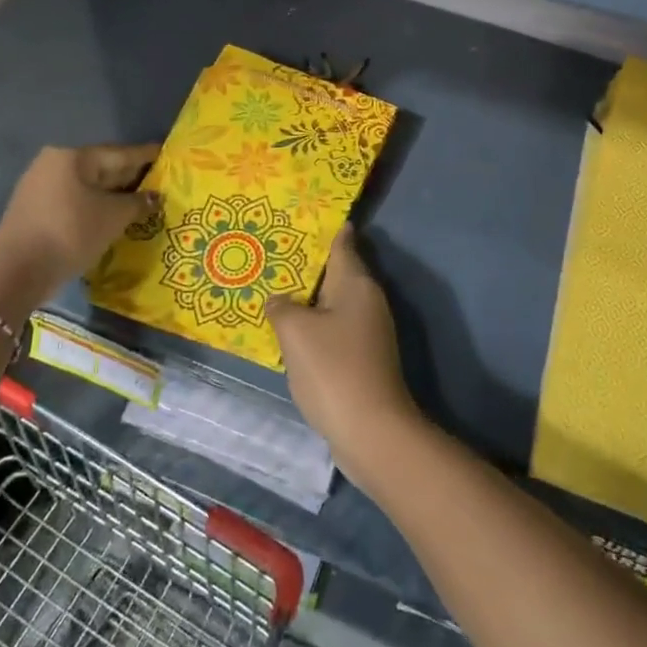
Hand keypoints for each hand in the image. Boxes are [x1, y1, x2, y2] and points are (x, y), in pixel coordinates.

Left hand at [0, 144, 159, 304]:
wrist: (17, 270)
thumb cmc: (70, 232)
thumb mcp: (113, 217)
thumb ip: (138, 203)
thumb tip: (155, 197)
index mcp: (73, 157)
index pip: (120, 154)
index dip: (147, 156)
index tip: (168, 155)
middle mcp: (55, 165)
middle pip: (102, 168)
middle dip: (131, 178)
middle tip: (161, 183)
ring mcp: (42, 188)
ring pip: (88, 188)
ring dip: (114, 196)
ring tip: (143, 204)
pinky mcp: (37, 211)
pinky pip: (76, 203)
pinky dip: (96, 208)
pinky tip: (114, 218)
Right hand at [267, 226, 424, 482]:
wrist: (371, 431)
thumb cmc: (333, 369)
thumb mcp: (296, 332)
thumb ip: (282, 307)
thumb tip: (279, 301)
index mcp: (356, 284)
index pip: (343, 243)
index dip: (325, 228)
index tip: (303, 215)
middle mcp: (367, 301)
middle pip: (337, 272)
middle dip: (309, 263)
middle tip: (275, 251)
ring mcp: (368, 332)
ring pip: (334, 303)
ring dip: (309, 297)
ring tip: (275, 288)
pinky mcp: (363, 358)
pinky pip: (334, 329)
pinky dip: (314, 325)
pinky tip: (290, 330)